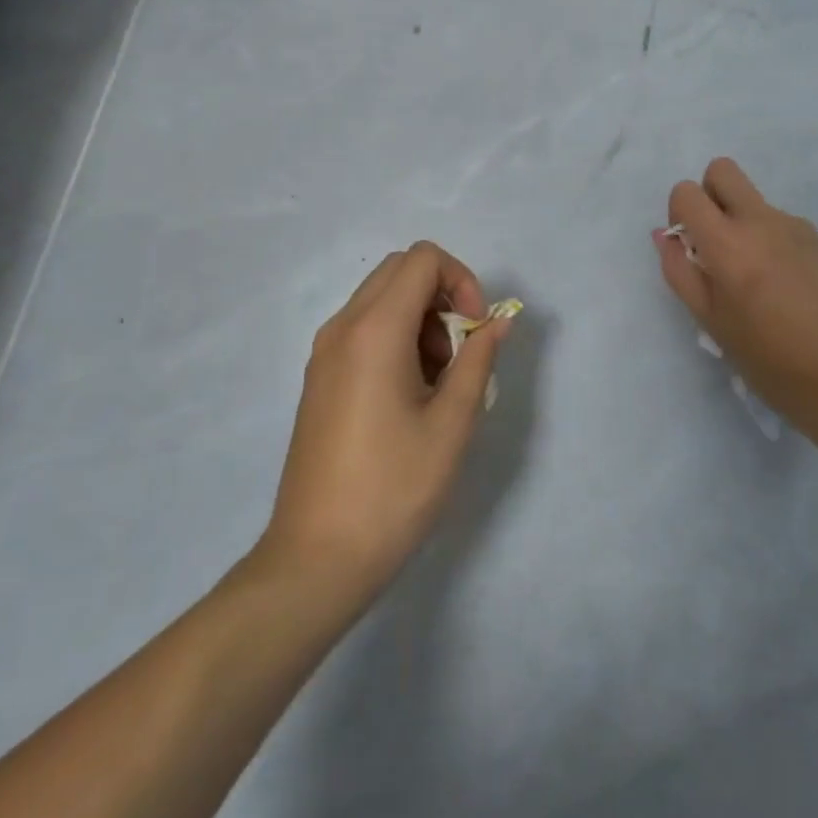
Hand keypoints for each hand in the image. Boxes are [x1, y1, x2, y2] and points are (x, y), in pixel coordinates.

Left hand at [262, 241, 510, 600]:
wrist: (317, 557)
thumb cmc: (394, 489)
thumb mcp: (452, 423)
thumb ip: (479, 358)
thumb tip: (499, 319)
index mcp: (374, 330)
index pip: (422, 259)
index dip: (461, 281)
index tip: (476, 330)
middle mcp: (342, 328)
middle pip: (399, 271)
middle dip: (442, 296)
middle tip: (460, 353)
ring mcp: (324, 352)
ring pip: (381, 299)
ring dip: (420, 320)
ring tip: (437, 383)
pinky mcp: (319, 377)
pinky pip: (363, 329)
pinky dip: (396, 339)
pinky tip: (409, 396)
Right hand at [656, 158, 817, 441]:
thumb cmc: (764, 357)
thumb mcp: (708, 320)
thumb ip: (679, 271)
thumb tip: (665, 235)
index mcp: (728, 244)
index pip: (687, 191)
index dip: (679, 212)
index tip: (689, 245)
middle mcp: (761, 222)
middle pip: (723, 171)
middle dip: (709, 195)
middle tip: (715, 241)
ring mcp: (795, 226)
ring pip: (754, 202)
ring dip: (743, 223)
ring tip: (757, 279)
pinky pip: (781, 224)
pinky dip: (771, 241)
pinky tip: (785, 285)